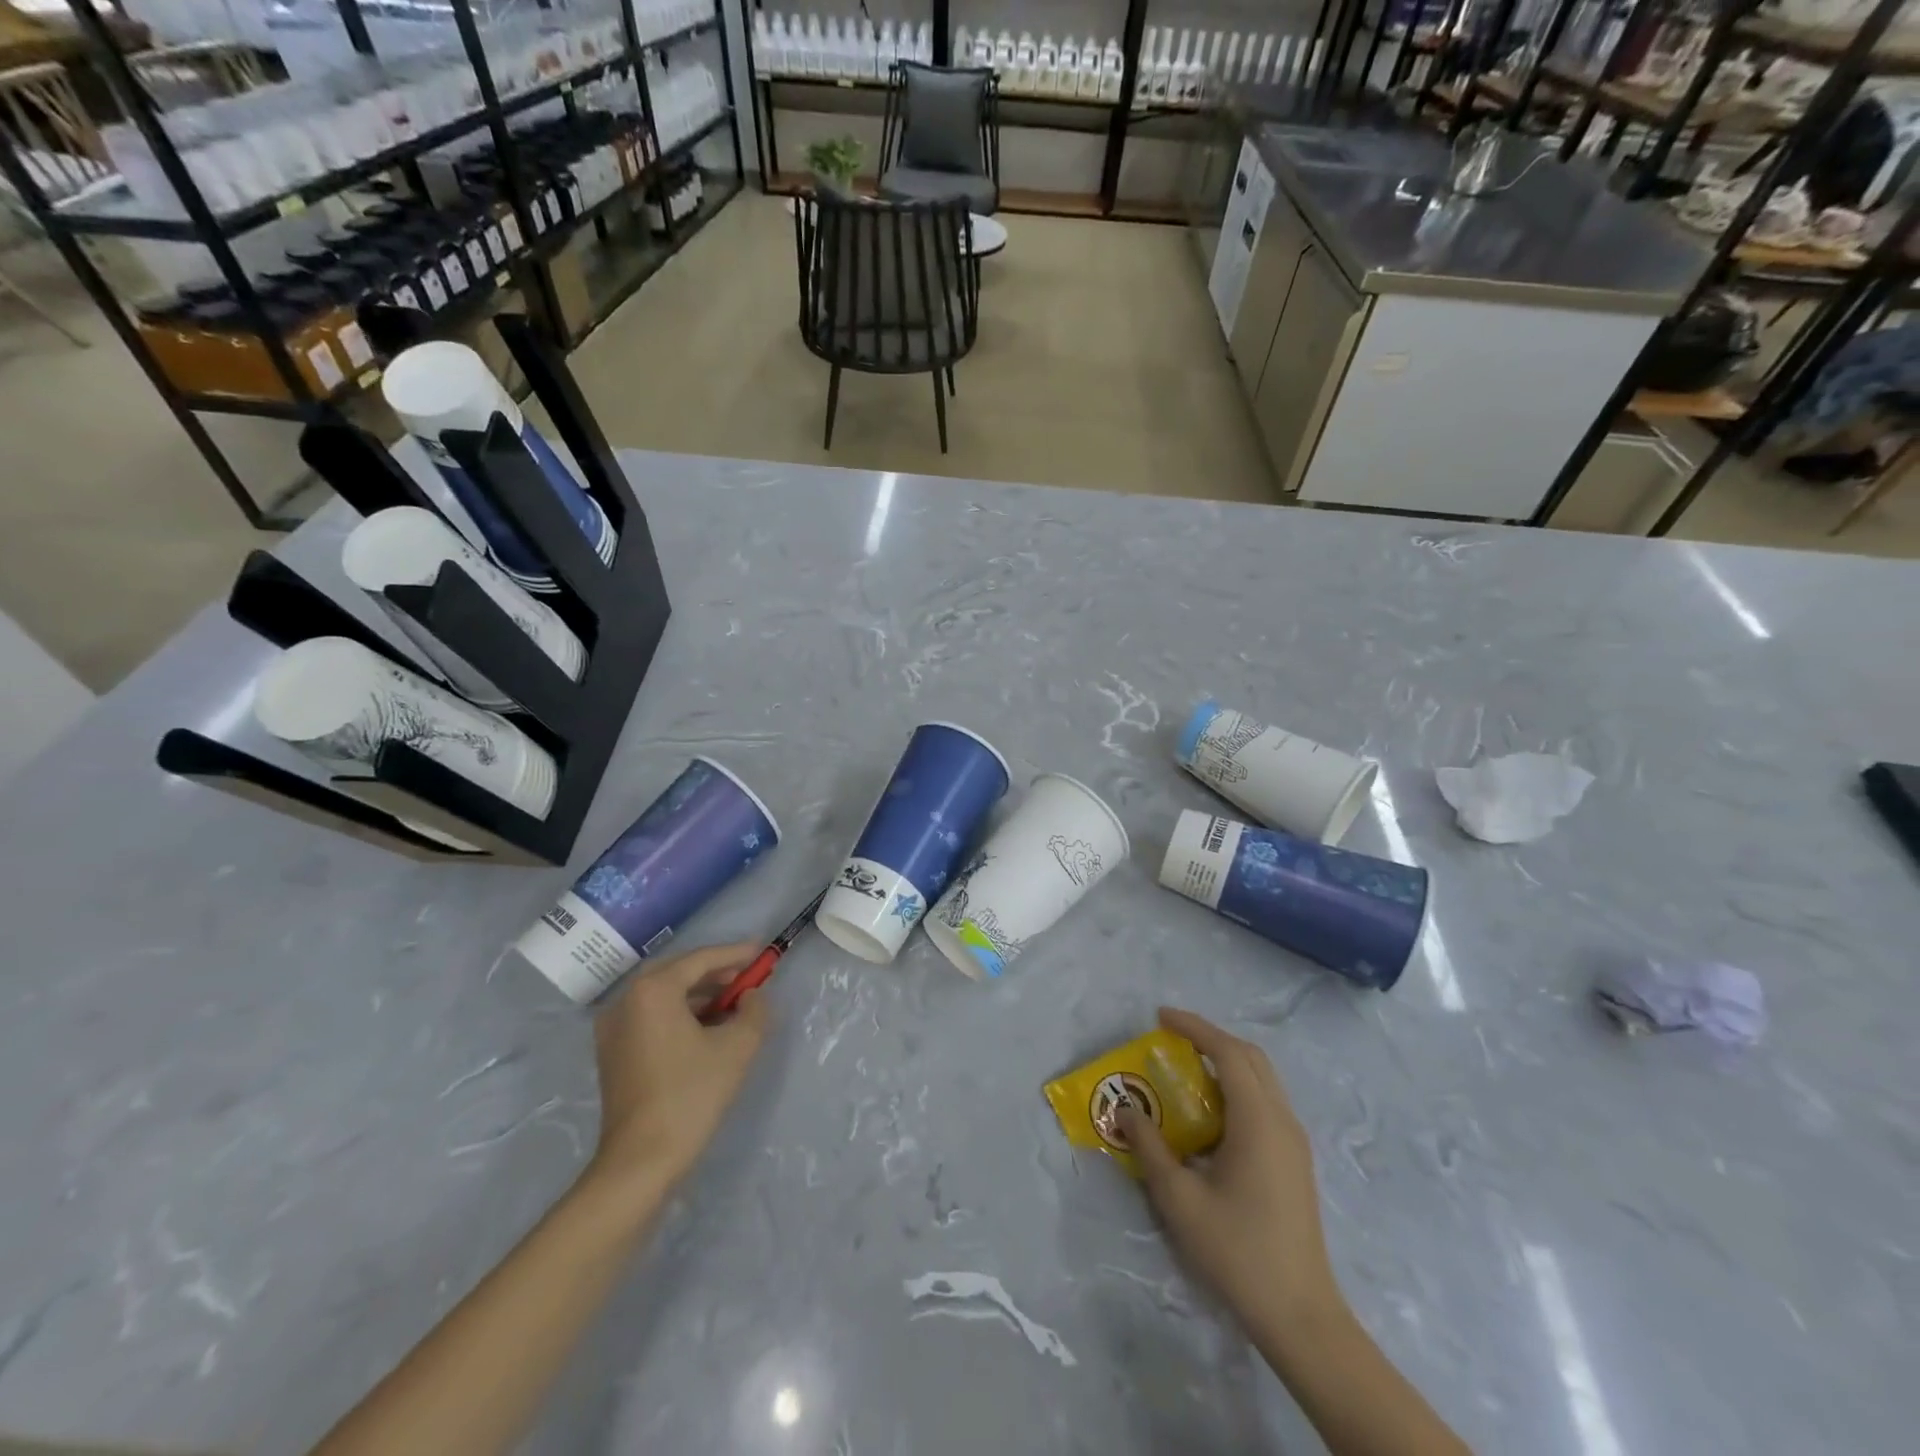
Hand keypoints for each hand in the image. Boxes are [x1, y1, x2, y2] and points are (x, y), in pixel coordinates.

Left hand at [584, 943, 770, 1201]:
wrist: (641, 1161)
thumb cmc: (691, 1095)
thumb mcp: (738, 1047)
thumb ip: (755, 1009)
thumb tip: (752, 995)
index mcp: (653, 990)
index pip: (701, 959)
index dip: (736, 954)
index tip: (764, 952)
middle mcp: (626, 1000)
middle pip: (679, 972)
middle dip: (717, 972)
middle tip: (750, 977)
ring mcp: (613, 1027)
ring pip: (665, 995)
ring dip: (701, 994)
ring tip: (735, 1003)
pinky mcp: (613, 1052)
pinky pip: (652, 1016)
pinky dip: (681, 1013)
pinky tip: (708, 1027)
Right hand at [1118, 1007, 1342, 1335]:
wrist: (1300, 1315)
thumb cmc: (1237, 1251)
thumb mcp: (1179, 1198)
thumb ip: (1150, 1147)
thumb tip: (1127, 1110)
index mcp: (1258, 1120)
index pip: (1227, 1052)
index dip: (1194, 1028)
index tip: (1160, 1017)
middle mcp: (1282, 1120)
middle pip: (1250, 1057)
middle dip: (1211, 1038)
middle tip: (1172, 1037)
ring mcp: (1294, 1141)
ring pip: (1262, 1078)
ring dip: (1226, 1061)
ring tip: (1186, 1067)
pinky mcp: (1295, 1160)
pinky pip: (1266, 1101)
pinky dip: (1237, 1087)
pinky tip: (1211, 1112)